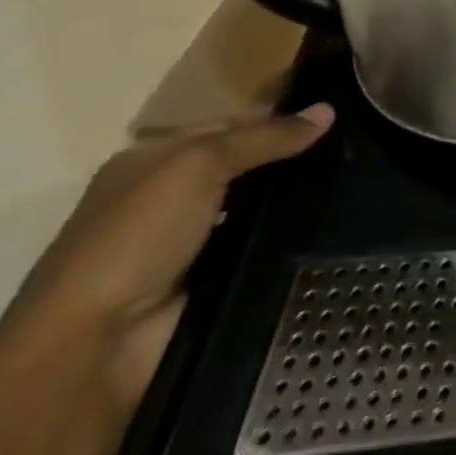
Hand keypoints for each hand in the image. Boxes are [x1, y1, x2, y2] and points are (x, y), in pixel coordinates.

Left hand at [7, 106, 334, 412]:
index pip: (228, 127)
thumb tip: (328, 110)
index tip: (333, 120)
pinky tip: (334, 226)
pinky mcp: (213, 281)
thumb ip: (265, 137)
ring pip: (260, 209)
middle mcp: (168, 199)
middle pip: (246, 168)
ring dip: (297, 202)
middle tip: (355, 151)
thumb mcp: (199, 165)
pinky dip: (291, 239)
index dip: (277, 121)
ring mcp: (191, 244)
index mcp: (150, 162)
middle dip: (293, 162)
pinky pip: (264, 247)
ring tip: (358, 185)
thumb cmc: (136, 237)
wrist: (97, 344)